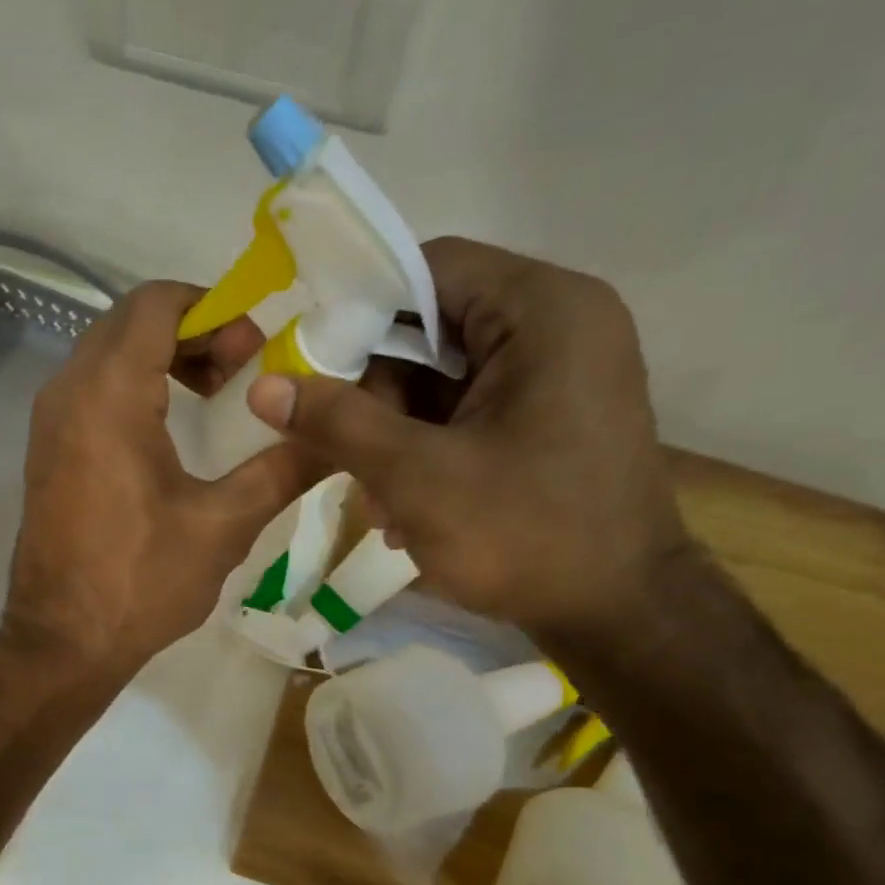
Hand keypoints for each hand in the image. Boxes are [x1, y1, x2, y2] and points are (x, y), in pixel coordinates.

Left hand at [3, 281, 318, 676]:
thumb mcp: (223, 526)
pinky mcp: (47, 452)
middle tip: (242, 371)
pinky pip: (91, 390)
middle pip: (131, 322)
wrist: (63, 642)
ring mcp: (49, 422)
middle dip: (193, 331)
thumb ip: (283, 469)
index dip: (213, 309)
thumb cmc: (141, 582)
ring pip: (108, 354)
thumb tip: (338, 437)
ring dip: (163, 358)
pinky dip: (134, 387)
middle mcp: (67, 392)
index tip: (254, 350)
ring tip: (215, 396)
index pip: (157, 303)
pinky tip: (172, 430)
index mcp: (108, 394)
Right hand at [246, 238, 689, 642]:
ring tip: (378, 501)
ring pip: (445, 380)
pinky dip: (428, 451)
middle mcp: (560, 326)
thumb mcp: (417, 476)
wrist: (621, 616)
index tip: (312, 366)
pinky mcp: (552, 421)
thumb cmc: (526, 536)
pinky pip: (469, 414)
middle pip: (433, 329)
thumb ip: (338, 423)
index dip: (361, 310)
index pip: (430, 268)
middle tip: (345, 454)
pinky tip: (407, 508)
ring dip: (396, 435)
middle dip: (377, 395)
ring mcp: (560, 377)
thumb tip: (263, 386)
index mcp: (544, 311)